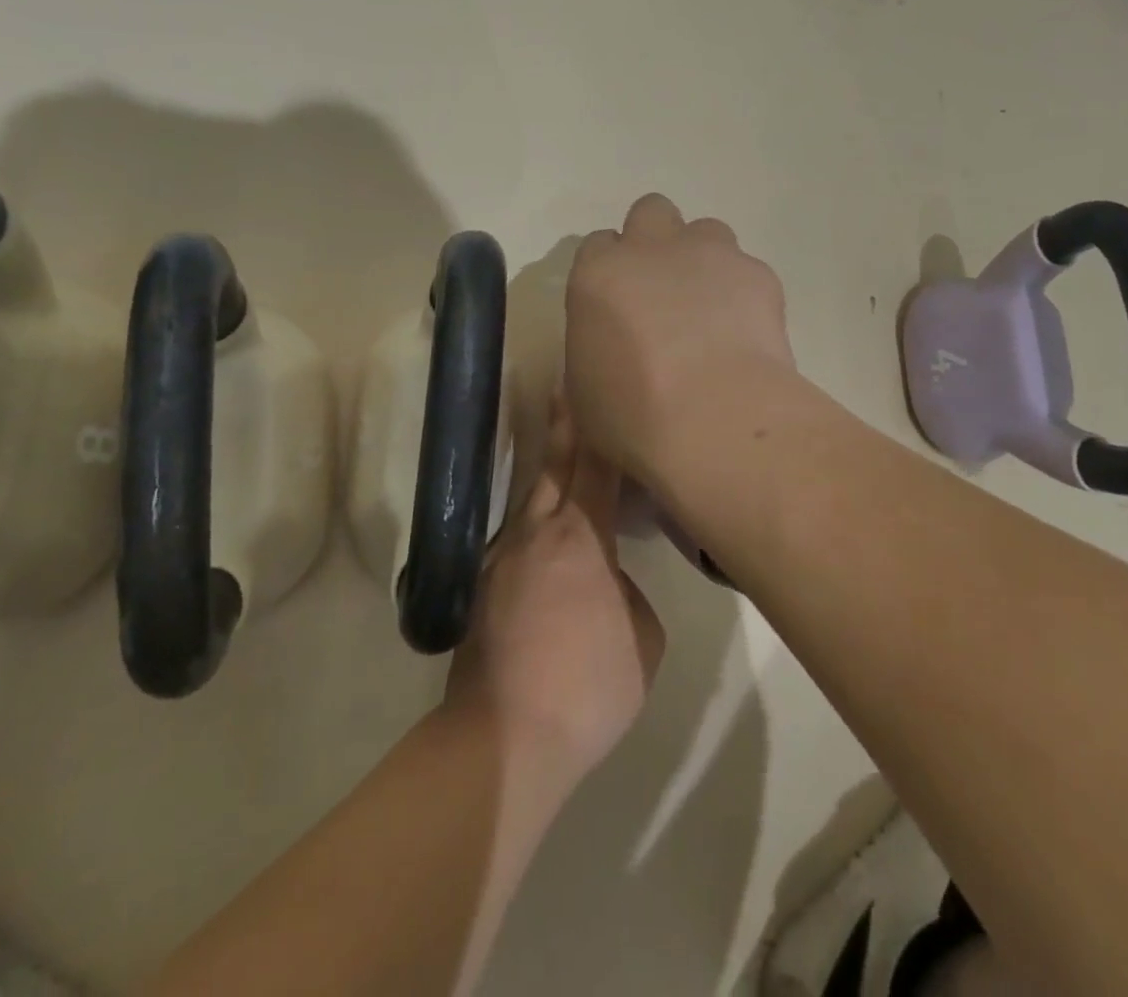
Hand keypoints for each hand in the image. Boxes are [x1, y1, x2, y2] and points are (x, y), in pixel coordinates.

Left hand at [443, 404, 664, 791]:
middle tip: (563, 392)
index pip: (596, 470)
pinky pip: (518, 541)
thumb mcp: (643, 638)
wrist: (507, 736)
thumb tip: (607, 582)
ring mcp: (503, 558)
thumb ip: (628, 593)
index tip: (594, 392)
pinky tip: (548, 544)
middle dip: (562, 430)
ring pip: (530, 502)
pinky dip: (535, 527)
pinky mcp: (483, 588)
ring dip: (546, 476)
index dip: (597, 430)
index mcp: (582, 538)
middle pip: (553, 469)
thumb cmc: (589, 685)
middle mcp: (537, 533)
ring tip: (560, 457)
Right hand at [565, 193, 796, 488]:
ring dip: (703, 260)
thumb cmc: (632, 415)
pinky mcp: (757, 273)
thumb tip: (616, 348)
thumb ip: (598, 347)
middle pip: (650, 212)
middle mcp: (652, 249)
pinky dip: (744, 293)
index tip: (618, 302)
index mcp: (599, 274)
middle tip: (663, 288)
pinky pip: (747, 269)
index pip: (598, 245)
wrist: (713, 418)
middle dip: (656, 240)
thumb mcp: (587, 388)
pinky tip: (746, 334)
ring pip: (706, 230)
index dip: (610, 271)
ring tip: (710, 308)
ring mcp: (709, 254)